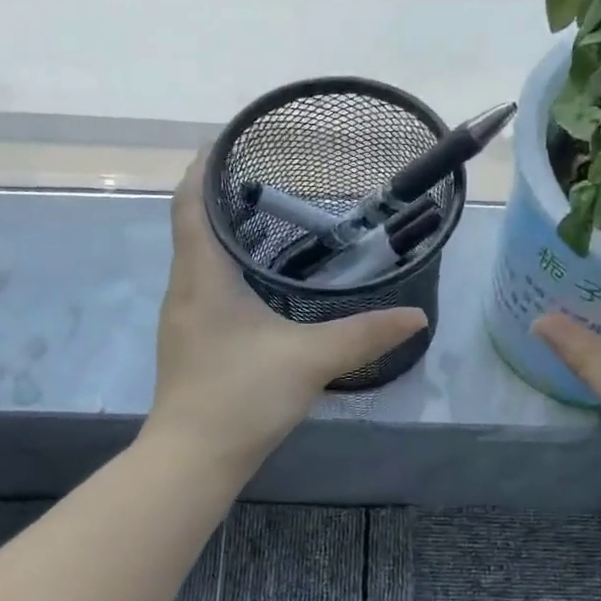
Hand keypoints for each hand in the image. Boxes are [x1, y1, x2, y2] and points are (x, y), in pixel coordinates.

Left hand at [144, 148, 428, 472]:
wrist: (193, 460)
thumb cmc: (241, 396)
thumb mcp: (310, 359)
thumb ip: (365, 335)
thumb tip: (417, 318)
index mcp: (202, 276)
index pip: (189, 202)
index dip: (204, 166)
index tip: (228, 140)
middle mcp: (184, 289)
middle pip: (192, 226)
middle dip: (221, 196)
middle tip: (268, 179)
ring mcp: (184, 320)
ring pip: (198, 260)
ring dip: (223, 236)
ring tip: (269, 222)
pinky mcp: (191, 345)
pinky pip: (205, 289)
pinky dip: (227, 271)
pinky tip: (259, 285)